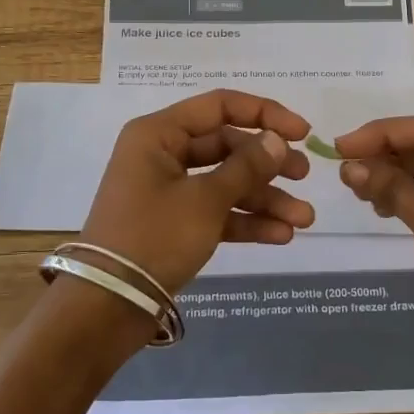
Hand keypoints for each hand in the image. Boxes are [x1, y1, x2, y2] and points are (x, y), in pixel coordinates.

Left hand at [80, 89, 313, 294]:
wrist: (108, 307)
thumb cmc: (154, 237)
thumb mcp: (206, 200)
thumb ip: (246, 167)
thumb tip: (278, 140)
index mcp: (159, 134)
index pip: (220, 107)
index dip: (265, 114)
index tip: (302, 132)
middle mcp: (163, 154)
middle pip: (227, 146)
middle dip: (269, 164)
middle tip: (304, 176)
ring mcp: (169, 190)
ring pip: (226, 182)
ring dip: (265, 198)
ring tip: (304, 219)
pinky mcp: (175, 223)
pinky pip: (217, 211)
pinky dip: (246, 220)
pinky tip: (281, 235)